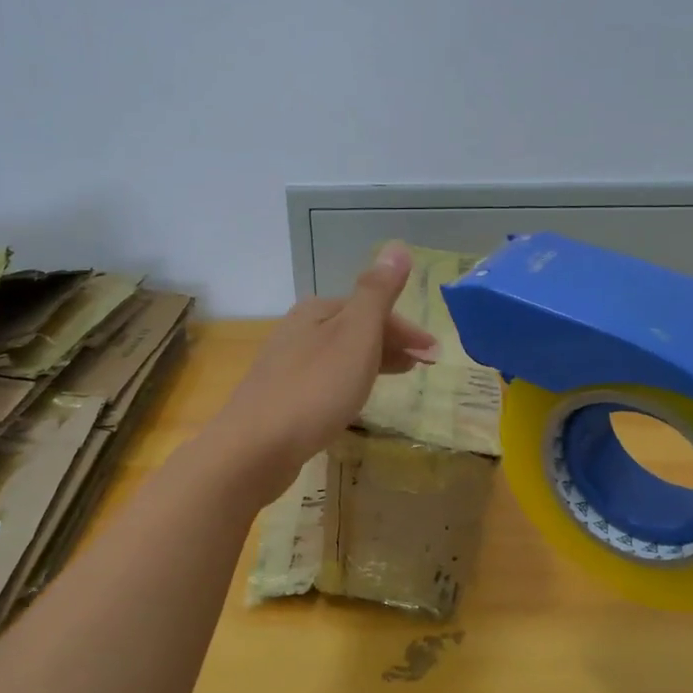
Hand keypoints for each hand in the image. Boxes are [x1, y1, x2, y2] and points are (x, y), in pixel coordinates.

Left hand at [206, 243, 439, 499]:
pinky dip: (351, 380)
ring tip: (400, 379)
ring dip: (374, 360)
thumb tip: (397, 246)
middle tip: (425, 367)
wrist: (256, 447)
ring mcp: (286, 364)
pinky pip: (326, 378)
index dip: (407, 329)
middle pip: (356, 328)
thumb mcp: (355, 335)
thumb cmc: (315, 388)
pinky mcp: (281, 397)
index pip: (372, 308)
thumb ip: (377, 293)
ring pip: (341, 354)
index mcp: (317, 310)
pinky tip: (355, 398)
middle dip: (393, 343)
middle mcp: (298, 330)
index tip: (435, 355)